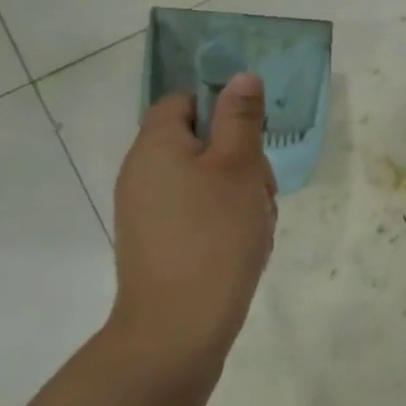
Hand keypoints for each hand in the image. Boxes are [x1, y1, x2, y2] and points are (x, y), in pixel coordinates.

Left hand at [110, 76, 277, 373]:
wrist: (178, 328)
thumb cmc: (213, 234)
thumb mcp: (238, 166)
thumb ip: (240, 117)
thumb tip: (241, 76)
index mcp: (156, 146)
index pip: (184, 102)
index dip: (221, 108)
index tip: (252, 136)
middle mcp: (144, 174)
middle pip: (200, 142)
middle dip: (241, 158)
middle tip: (262, 189)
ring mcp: (149, 212)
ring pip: (206, 180)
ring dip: (240, 192)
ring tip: (258, 223)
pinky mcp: (160, 243)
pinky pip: (199, 212)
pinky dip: (226, 219)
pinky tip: (246, 244)